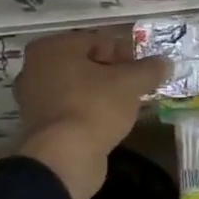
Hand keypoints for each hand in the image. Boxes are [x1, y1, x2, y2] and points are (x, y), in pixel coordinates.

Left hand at [14, 27, 171, 198]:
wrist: (64, 157)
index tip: (145, 70)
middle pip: (86, 64)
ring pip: (78, 87)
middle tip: (138, 86)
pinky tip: (109, 121)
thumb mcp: (131, 83)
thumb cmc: (95, 107)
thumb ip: (150, 69)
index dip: (126, 53)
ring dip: (102, 93)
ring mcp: (33, 98)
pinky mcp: (39, 125)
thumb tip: (165, 62)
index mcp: (53, 48)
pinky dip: (89, 111)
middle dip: (113, 73)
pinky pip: (71, 109)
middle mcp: (35, 68)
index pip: (99, 41)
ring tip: (127, 105)